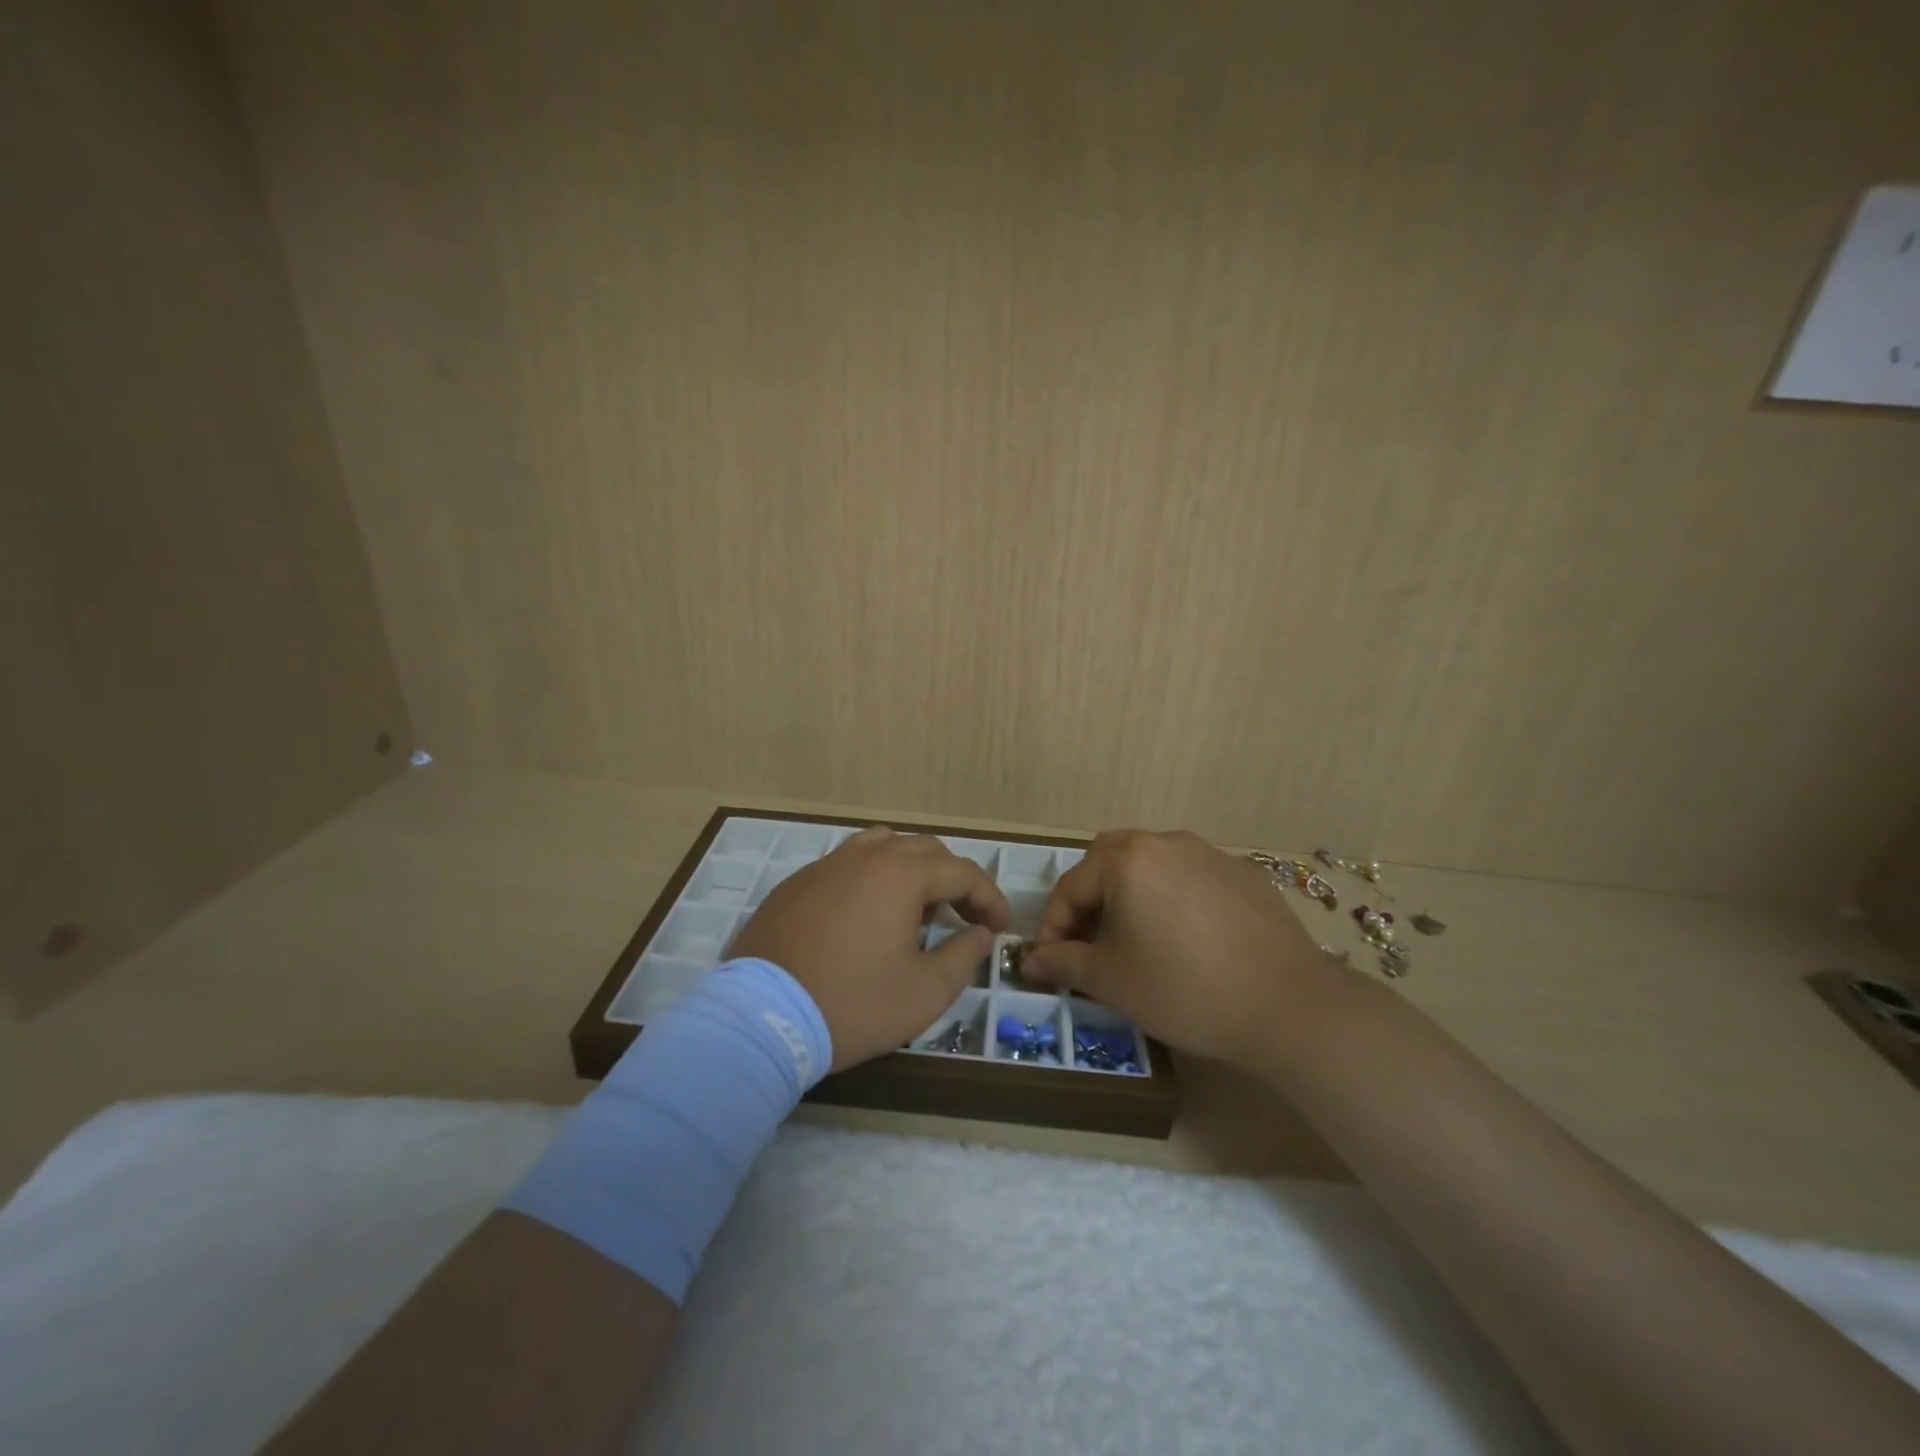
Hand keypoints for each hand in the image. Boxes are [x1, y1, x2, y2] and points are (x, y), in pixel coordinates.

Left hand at [729, 827, 1011, 1071]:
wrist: (761, 1019)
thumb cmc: (853, 1004)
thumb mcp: (924, 992)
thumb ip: (963, 956)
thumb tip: (979, 933)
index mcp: (901, 875)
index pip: (961, 871)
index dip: (988, 897)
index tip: (1000, 927)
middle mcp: (864, 857)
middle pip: (924, 850)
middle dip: (952, 880)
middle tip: (963, 918)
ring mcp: (825, 866)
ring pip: (881, 847)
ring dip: (910, 871)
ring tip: (915, 909)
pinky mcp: (795, 885)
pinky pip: (846, 865)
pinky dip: (871, 880)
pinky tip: (866, 917)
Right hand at [1022, 830, 1358, 1069]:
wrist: (1288, 1005)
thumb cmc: (1184, 989)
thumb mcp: (1112, 981)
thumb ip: (1064, 963)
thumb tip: (1030, 961)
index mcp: (1127, 859)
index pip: (1071, 886)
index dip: (1052, 926)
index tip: (1048, 962)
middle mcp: (1166, 842)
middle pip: (1108, 861)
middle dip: (1089, 900)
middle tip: (1088, 942)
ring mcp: (1209, 853)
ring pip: (1150, 865)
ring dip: (1129, 896)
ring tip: (1135, 940)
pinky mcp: (1242, 873)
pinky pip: (1189, 877)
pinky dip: (1171, 899)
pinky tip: (1185, 940)